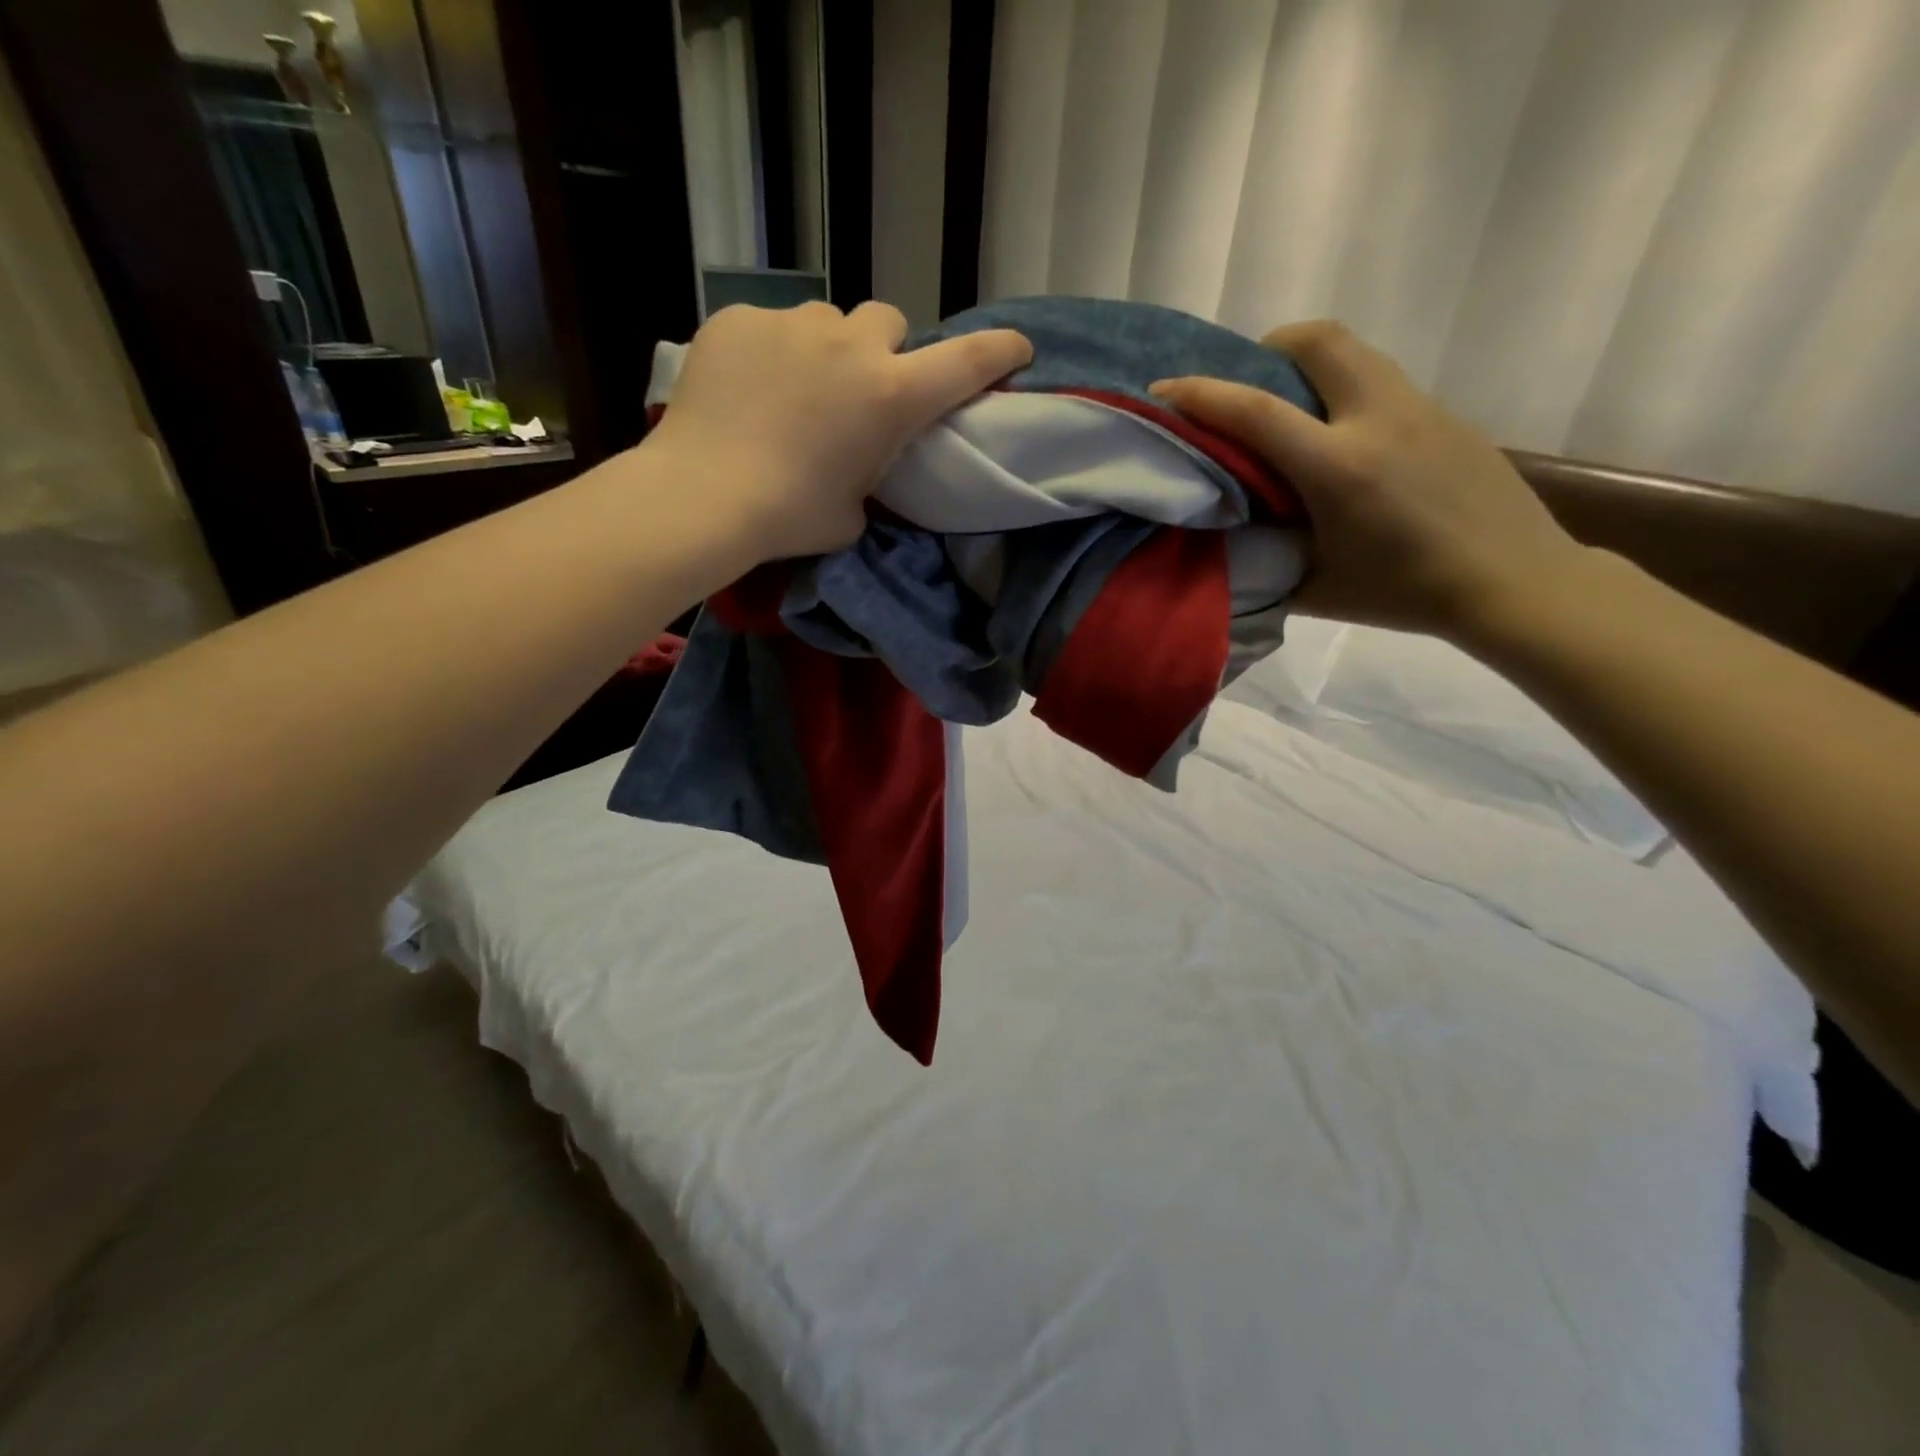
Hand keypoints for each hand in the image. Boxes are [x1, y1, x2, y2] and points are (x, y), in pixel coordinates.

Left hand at [647, 300, 1031, 559]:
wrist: (703, 495)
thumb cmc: (791, 516)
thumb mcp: (854, 510)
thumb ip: (870, 471)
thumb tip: (856, 458)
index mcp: (891, 396)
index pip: (967, 361)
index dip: (999, 351)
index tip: (1017, 347)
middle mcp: (852, 344)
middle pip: (888, 322)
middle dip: (882, 351)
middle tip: (857, 390)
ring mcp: (792, 323)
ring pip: (826, 321)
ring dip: (824, 350)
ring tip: (791, 392)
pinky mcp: (740, 318)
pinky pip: (771, 327)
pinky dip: (770, 353)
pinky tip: (746, 390)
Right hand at [1151, 321, 1586, 642]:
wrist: (1514, 582)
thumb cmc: (1405, 593)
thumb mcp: (1316, 587)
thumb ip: (1264, 556)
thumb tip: (1227, 537)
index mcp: (1339, 468)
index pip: (1256, 411)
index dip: (1201, 395)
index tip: (1163, 390)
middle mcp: (1378, 420)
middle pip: (1319, 340)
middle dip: (1269, 347)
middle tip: (1247, 385)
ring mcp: (1420, 409)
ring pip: (1355, 353)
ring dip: (1310, 366)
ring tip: (1291, 412)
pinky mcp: (1445, 415)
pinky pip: (1381, 382)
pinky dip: (1345, 393)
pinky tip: (1343, 443)